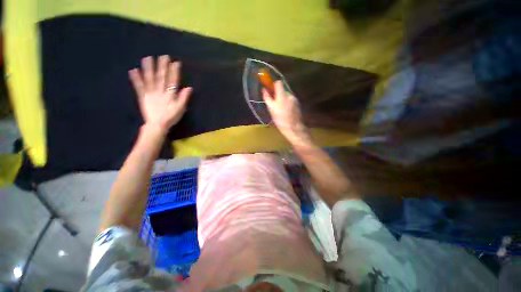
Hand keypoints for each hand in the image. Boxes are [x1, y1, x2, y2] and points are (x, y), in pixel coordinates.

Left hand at [129, 55, 191, 133]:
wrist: (158, 125)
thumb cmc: (171, 117)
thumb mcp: (180, 108)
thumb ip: (183, 98)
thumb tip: (189, 88)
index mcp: (170, 94)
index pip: (172, 81)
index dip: (174, 72)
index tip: (175, 62)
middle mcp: (160, 91)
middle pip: (161, 77)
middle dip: (162, 66)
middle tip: (163, 56)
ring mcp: (150, 93)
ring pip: (149, 79)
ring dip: (148, 69)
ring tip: (147, 58)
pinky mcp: (142, 97)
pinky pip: (139, 87)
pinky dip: (136, 79)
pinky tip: (133, 70)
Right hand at [262, 81, 311, 144]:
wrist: (293, 128)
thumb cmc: (280, 119)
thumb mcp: (271, 109)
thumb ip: (267, 98)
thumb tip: (264, 89)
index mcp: (282, 95)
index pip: (278, 83)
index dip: (273, 85)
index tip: (270, 91)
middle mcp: (290, 95)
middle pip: (282, 90)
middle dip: (278, 95)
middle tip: (274, 104)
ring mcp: (295, 99)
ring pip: (286, 96)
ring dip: (282, 100)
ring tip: (280, 110)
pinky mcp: (297, 104)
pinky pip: (290, 101)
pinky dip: (287, 104)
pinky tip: (285, 112)